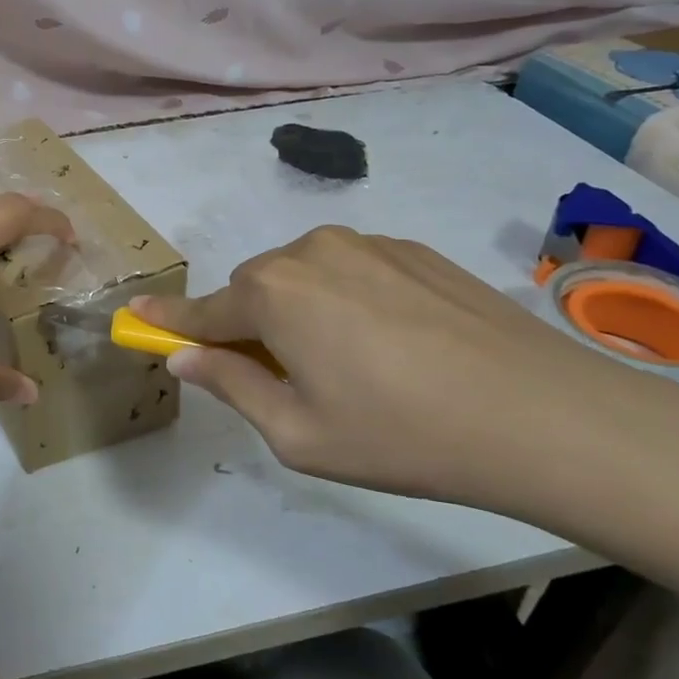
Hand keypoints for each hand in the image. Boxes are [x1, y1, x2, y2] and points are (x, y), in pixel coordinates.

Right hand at [129, 226, 678, 511]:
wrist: (543, 415)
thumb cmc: (401, 434)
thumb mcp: (298, 434)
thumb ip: (231, 385)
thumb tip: (185, 357)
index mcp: (272, 294)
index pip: (201, 310)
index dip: (167, 319)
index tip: (135, 317)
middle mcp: (308, 252)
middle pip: (254, 290)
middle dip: (250, 326)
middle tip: (282, 378)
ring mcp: (364, 243)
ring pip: (303, 276)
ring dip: (300, 311)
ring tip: (350, 365)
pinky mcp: (412, 250)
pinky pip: (352, 271)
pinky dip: (346, 300)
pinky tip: (393, 344)